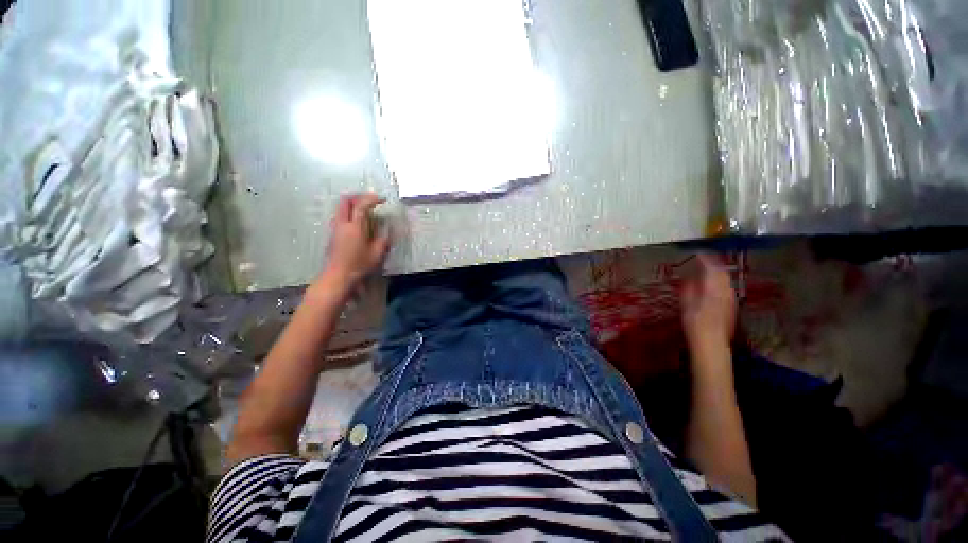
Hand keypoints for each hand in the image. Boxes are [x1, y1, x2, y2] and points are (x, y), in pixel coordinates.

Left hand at [321, 193, 390, 288]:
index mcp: (355, 227)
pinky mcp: (333, 233)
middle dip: (358, 196)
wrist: (338, 276)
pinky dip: (349, 212)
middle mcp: (343, 223)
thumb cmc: (359, 265)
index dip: (372, 199)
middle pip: (346, 201)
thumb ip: (383, 239)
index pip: (361, 205)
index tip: (382, 200)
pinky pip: (340, 215)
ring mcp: (335, 228)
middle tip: (371, 200)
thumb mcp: (377, 254)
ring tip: (365, 209)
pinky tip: (358, 221)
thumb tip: (387, 228)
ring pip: (341, 207)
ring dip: (352, 203)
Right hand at [680, 253, 736, 349]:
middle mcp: (726, 291)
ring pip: (726, 279)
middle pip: (722, 272)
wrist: (712, 343)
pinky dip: (719, 281)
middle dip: (714, 263)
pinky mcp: (732, 306)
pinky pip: (727, 287)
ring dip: (717, 272)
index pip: (712, 268)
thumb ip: (689, 288)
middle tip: (703, 258)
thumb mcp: (687, 304)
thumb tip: (690, 277)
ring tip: (707, 268)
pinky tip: (712, 284)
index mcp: (713, 289)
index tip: (697, 252)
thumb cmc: (695, 323)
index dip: (705, 259)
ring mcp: (731, 299)